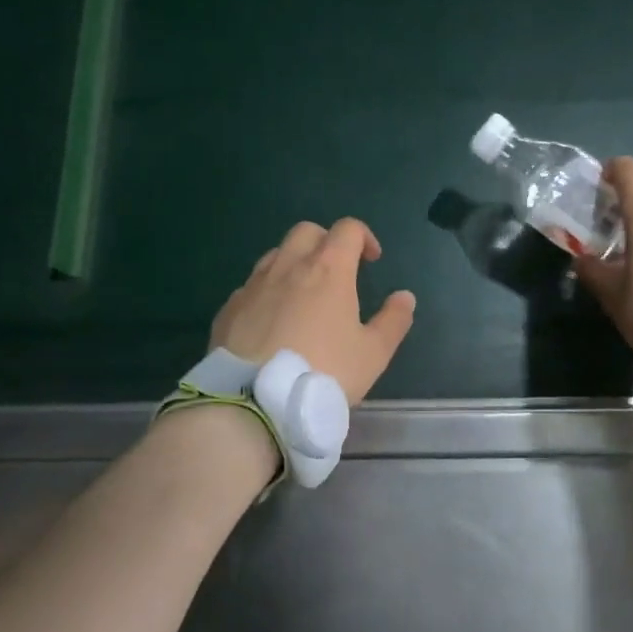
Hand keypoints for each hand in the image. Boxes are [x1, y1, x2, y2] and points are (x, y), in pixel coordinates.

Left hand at [210, 218, 415, 403]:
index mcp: (328, 269)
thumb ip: (393, 321)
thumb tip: (404, 297)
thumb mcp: (373, 353)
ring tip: (303, 296)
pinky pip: (251, 287)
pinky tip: (272, 323)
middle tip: (337, 271)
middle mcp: (288, 266)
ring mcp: (253, 286)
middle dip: (326, 241)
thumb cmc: (324, 372)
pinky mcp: (228, 309)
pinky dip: (267, 292)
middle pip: (307, 231)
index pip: (348, 229)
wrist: (254, 402)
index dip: (364, 237)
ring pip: (275, 255)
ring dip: (294, 264)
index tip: (372, 260)